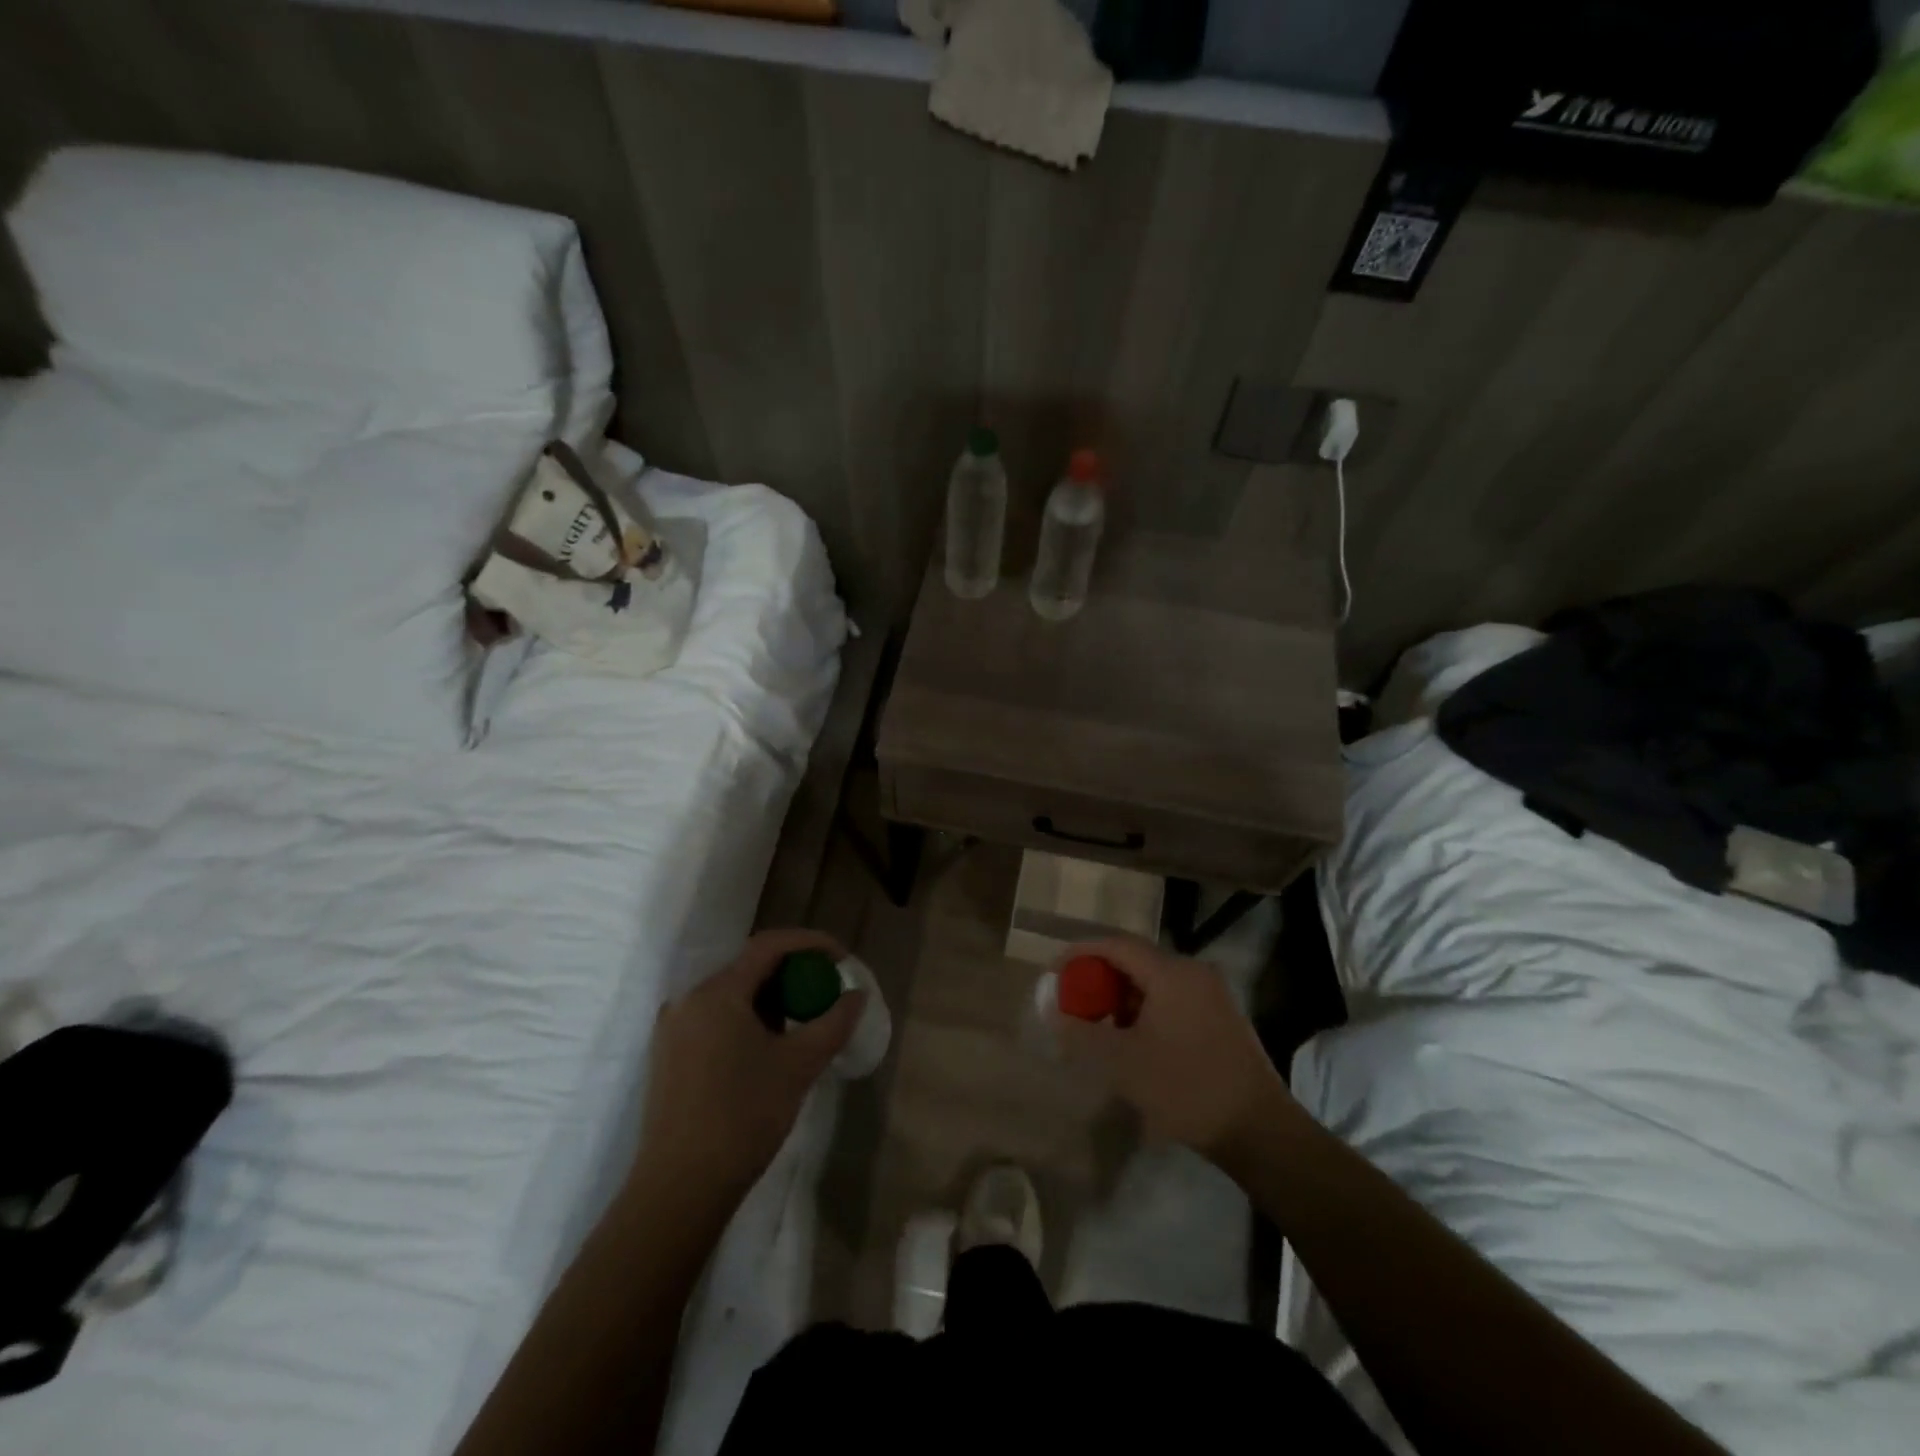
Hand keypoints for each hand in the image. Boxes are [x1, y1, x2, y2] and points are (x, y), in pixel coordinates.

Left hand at [633, 929, 864, 1212]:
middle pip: (749, 967)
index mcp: (717, 992)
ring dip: (770, 999)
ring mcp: (673, 1028)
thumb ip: (834, 1022)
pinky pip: (715, 1018)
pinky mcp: (669, 1055)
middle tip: (825, 992)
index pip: (769, 945)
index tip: (841, 958)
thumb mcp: (799, 1066)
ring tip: (802, 1023)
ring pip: (732, 995)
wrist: (680, 1189)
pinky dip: (747, 1019)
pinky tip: (768, 1048)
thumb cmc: (743, 1117)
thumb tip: (857, 995)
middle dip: (793, 973)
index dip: (810, 942)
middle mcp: (688, 999)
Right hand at [1056, 935, 1298, 1165]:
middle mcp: (1194, 972)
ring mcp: (1213, 994)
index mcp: (1171, 973)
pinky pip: (1174, 998)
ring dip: (1124, 997)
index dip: (1081, 953)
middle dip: (1100, 978)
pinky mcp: (1222, 1017)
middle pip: (1136, 960)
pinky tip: (1136, 1041)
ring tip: (1102, 1027)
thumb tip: (1052, 1010)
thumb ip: (1081, 1032)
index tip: (1055, 970)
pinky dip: (1147, 1009)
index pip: (1116, 945)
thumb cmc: (1185, 1088)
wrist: (1258, 1130)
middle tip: (1076, 1001)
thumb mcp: (1122, 1063)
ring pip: (1155, 981)